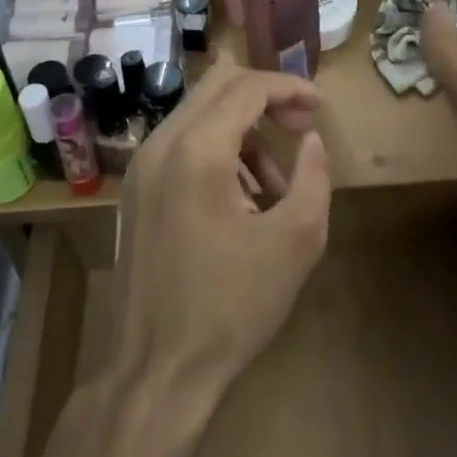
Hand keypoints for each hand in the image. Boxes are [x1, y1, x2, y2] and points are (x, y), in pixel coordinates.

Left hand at [112, 60, 331, 401]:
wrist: (158, 371)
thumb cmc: (232, 306)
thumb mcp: (296, 240)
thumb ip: (313, 175)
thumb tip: (310, 139)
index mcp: (198, 150)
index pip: (248, 87)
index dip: (290, 88)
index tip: (320, 108)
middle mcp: (162, 144)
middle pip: (218, 84)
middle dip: (266, 96)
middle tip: (301, 125)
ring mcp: (141, 166)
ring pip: (199, 113)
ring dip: (244, 128)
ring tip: (277, 182)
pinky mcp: (136, 190)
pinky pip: (182, 143)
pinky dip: (218, 150)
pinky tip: (243, 199)